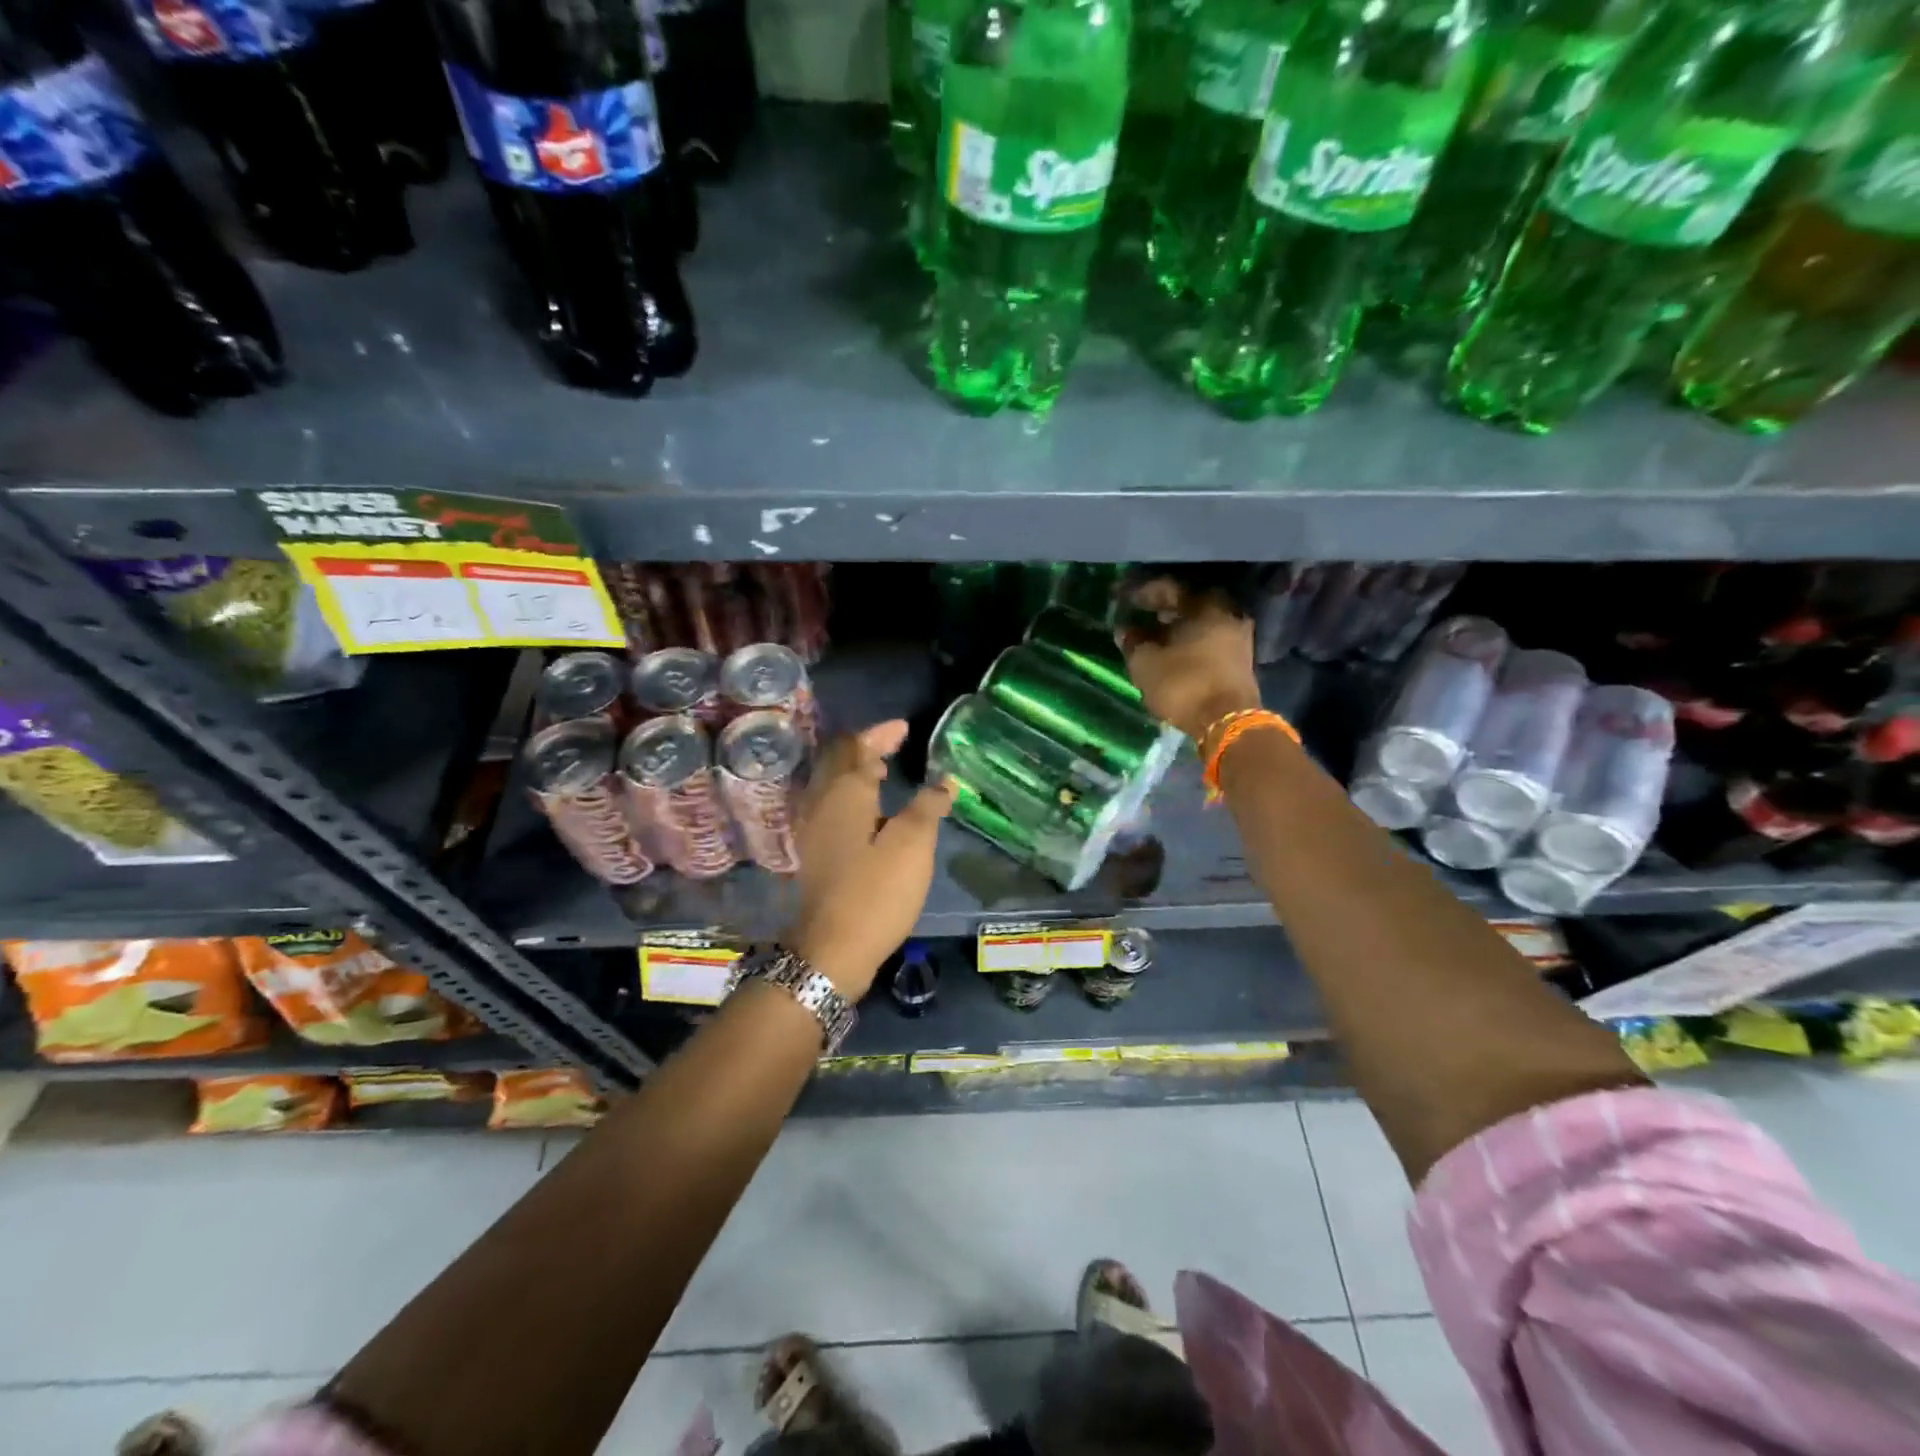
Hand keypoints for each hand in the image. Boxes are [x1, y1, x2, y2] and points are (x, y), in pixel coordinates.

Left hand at [786, 721, 952, 999]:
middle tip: (893, 744)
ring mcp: (810, 829)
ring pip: (830, 783)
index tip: (904, 727)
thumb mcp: (913, 847)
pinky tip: (868, 811)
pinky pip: (829, 804)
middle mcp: (820, 803)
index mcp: (843, 794)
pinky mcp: (812, 852)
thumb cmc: (874, 893)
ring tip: (883, 770)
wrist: (829, 952)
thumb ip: (927, 807)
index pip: (857, 747)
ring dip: (855, 770)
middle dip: (865, 747)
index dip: (881, 734)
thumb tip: (943, 782)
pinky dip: (849, 794)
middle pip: (837, 761)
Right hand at [1118, 581, 1260, 743]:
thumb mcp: (1146, 663)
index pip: (1169, 588)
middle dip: (1162, 610)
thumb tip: (1125, 630)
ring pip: (1200, 624)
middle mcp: (1228, 614)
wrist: (1227, 723)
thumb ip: (1133, 642)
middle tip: (1140, 616)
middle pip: (1189, 605)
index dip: (1142, 592)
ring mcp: (1238, 638)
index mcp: (1206, 605)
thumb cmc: (1184, 684)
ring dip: (1176, 628)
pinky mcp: (1240, 661)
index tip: (1123, 599)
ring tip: (1152, 638)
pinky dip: (1189, 643)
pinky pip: (1209, 641)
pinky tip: (1172, 653)